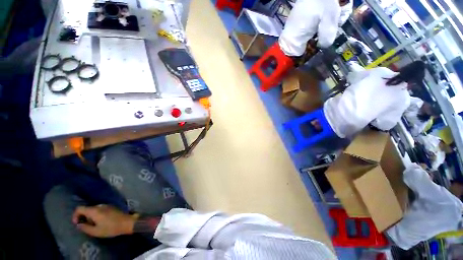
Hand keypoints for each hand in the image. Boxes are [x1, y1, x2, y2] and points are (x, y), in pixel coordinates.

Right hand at [72, 205, 138, 237]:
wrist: (127, 222)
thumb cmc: (110, 228)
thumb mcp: (95, 231)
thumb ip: (85, 228)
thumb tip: (78, 224)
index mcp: (94, 210)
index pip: (79, 208)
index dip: (75, 215)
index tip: (76, 223)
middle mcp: (99, 206)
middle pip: (86, 209)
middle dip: (83, 217)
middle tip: (86, 226)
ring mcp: (106, 205)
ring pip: (93, 210)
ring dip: (90, 217)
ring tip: (94, 225)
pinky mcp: (111, 207)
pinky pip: (100, 210)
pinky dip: (97, 215)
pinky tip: (101, 222)